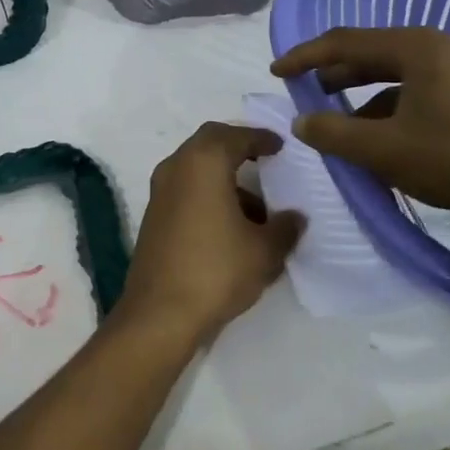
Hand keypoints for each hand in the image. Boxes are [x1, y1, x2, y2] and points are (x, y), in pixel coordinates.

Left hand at [120, 123, 304, 345]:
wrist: (159, 315)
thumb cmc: (216, 270)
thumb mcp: (264, 251)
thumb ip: (285, 227)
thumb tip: (295, 217)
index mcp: (204, 162)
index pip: (235, 135)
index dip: (260, 138)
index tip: (279, 145)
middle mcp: (176, 167)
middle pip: (210, 143)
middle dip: (238, 147)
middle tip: (264, 159)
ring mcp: (160, 192)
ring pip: (196, 168)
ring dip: (224, 177)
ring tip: (257, 209)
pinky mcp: (153, 217)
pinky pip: (186, 190)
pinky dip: (208, 194)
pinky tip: (230, 226)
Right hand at [269, 27, 449, 246]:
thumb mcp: (384, 150)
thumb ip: (334, 132)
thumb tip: (302, 120)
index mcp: (419, 47)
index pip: (346, 42)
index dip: (306, 56)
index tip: (276, 71)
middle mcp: (443, 48)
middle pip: (374, 55)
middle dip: (336, 75)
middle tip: (307, 94)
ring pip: (400, 78)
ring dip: (366, 100)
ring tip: (344, 129)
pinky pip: (423, 94)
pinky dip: (395, 112)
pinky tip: (387, 143)